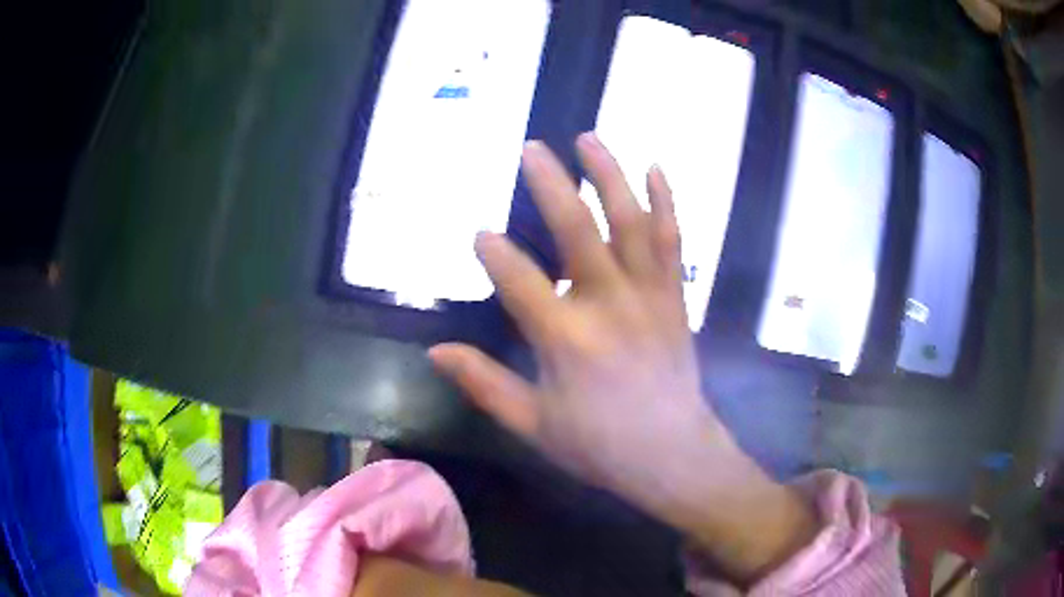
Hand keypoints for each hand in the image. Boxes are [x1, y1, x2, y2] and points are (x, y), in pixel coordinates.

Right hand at [429, 133, 814, 582]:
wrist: (674, 455)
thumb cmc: (599, 446)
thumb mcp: (533, 424)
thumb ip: (484, 384)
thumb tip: (436, 351)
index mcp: (566, 340)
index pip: (519, 280)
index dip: (494, 253)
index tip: (479, 234)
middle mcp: (608, 304)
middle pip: (576, 230)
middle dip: (550, 185)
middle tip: (530, 149)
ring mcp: (649, 295)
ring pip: (630, 221)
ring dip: (609, 175)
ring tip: (588, 138)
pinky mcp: (674, 296)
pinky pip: (672, 239)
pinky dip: (665, 200)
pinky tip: (654, 167)